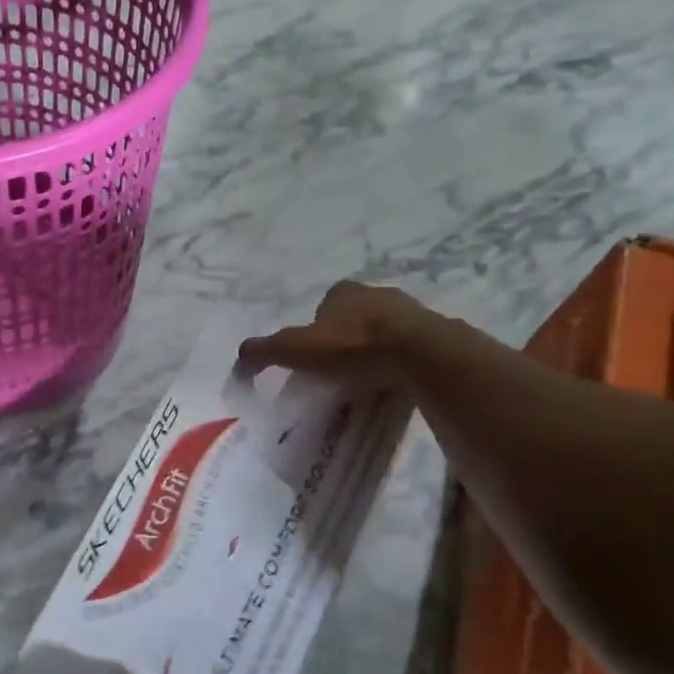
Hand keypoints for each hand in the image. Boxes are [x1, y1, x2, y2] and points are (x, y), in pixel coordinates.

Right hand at [239, 280, 442, 386]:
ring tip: (369, 381)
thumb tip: (239, 357)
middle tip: (340, 373)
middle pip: (354, 318)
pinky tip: (395, 382)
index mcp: (343, 291)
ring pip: (383, 332)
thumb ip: (265, 351)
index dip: (316, 333)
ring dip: (375, 351)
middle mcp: (377, 293)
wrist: (419, 354)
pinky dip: (400, 362)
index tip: (315, 360)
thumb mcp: (296, 349)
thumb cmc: (353, 347)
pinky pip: (410, 348)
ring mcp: (409, 311)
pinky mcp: (434, 333)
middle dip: (346, 340)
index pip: (324, 307)